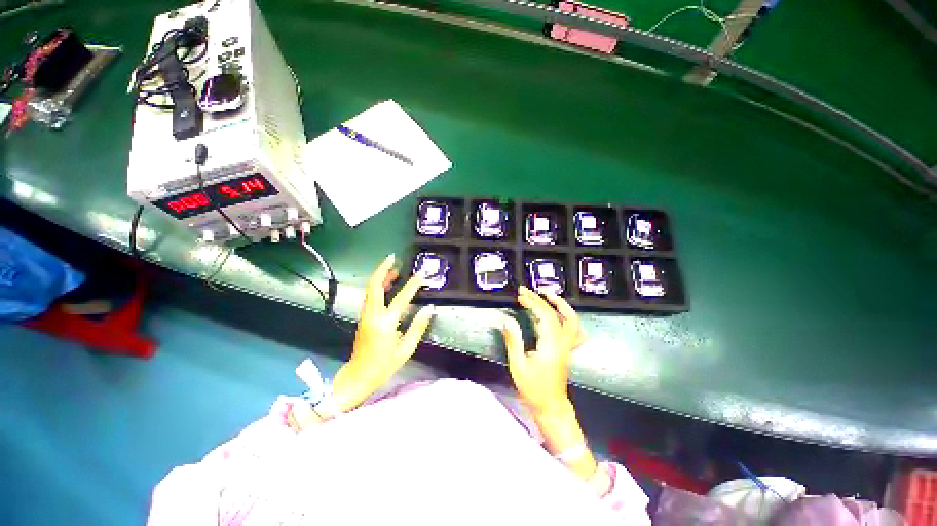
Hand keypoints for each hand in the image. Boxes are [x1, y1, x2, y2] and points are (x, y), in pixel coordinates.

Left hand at [331, 254, 434, 410]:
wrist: (358, 377)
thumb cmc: (384, 366)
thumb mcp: (406, 349)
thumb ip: (418, 327)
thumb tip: (429, 309)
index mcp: (385, 323)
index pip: (401, 298)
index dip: (412, 285)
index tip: (421, 275)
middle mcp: (372, 315)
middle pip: (374, 286)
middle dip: (383, 269)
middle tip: (393, 258)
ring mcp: (365, 315)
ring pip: (370, 289)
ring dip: (381, 276)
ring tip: (394, 268)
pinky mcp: (363, 318)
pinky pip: (371, 296)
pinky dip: (378, 286)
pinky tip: (388, 284)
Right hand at [500, 286, 586, 415]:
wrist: (551, 406)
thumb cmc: (533, 389)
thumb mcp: (518, 366)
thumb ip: (513, 341)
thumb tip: (506, 320)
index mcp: (551, 345)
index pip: (545, 316)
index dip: (533, 303)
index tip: (521, 296)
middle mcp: (562, 343)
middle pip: (556, 314)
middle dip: (541, 299)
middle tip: (527, 291)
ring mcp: (567, 346)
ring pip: (571, 320)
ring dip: (560, 304)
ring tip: (547, 294)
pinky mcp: (567, 349)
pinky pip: (574, 330)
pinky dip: (568, 318)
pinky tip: (561, 313)